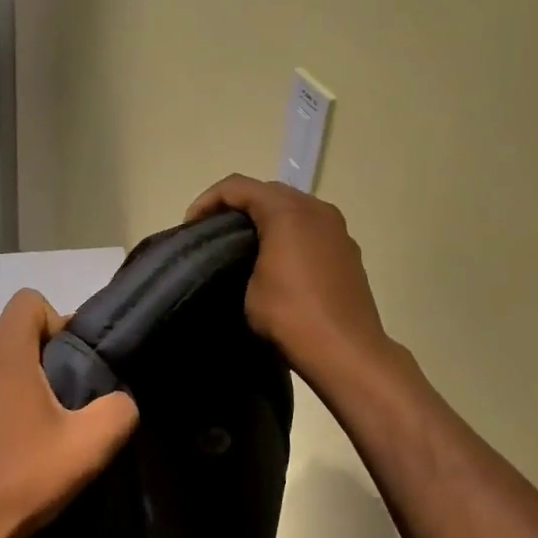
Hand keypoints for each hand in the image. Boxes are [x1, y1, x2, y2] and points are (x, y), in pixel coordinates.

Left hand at [0, 289, 139, 537]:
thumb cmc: (21, 480)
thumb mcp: (89, 446)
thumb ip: (118, 409)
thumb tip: (118, 398)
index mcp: (0, 352)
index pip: (29, 301)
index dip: (59, 323)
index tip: (74, 366)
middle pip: (13, 335)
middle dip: (44, 360)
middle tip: (66, 407)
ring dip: (20, 386)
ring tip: (38, 434)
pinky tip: (9, 451)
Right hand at [187, 175, 394, 387]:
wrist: (346, 350)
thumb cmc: (290, 315)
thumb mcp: (248, 288)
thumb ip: (240, 259)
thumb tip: (244, 259)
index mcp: (287, 211)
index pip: (237, 187)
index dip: (207, 200)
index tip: (190, 227)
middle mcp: (316, 209)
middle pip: (267, 191)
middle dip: (236, 205)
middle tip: (213, 232)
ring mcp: (337, 228)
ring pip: (293, 208)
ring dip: (265, 218)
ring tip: (243, 246)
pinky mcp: (347, 250)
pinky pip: (311, 228)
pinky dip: (288, 234)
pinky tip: (277, 262)